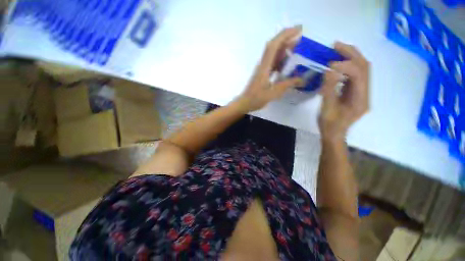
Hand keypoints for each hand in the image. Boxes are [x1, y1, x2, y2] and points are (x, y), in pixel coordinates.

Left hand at [236, 26, 304, 111]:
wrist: (244, 102)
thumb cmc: (256, 98)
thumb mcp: (273, 93)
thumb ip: (287, 85)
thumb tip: (302, 79)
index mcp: (264, 67)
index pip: (274, 45)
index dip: (285, 35)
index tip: (299, 30)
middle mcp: (263, 64)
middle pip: (274, 47)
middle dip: (287, 39)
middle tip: (301, 41)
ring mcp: (262, 68)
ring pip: (273, 54)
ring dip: (285, 50)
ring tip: (298, 52)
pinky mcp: (263, 73)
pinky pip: (273, 63)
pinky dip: (281, 61)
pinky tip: (288, 66)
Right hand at [319, 42, 369, 141]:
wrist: (334, 134)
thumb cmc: (329, 125)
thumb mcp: (327, 109)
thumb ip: (329, 90)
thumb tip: (329, 71)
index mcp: (360, 99)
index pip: (359, 75)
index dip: (345, 65)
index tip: (329, 63)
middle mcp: (365, 93)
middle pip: (364, 67)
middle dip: (351, 53)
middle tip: (336, 45)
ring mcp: (361, 92)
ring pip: (361, 68)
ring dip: (350, 57)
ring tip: (336, 49)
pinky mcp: (354, 91)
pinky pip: (354, 74)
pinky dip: (346, 65)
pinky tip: (337, 63)